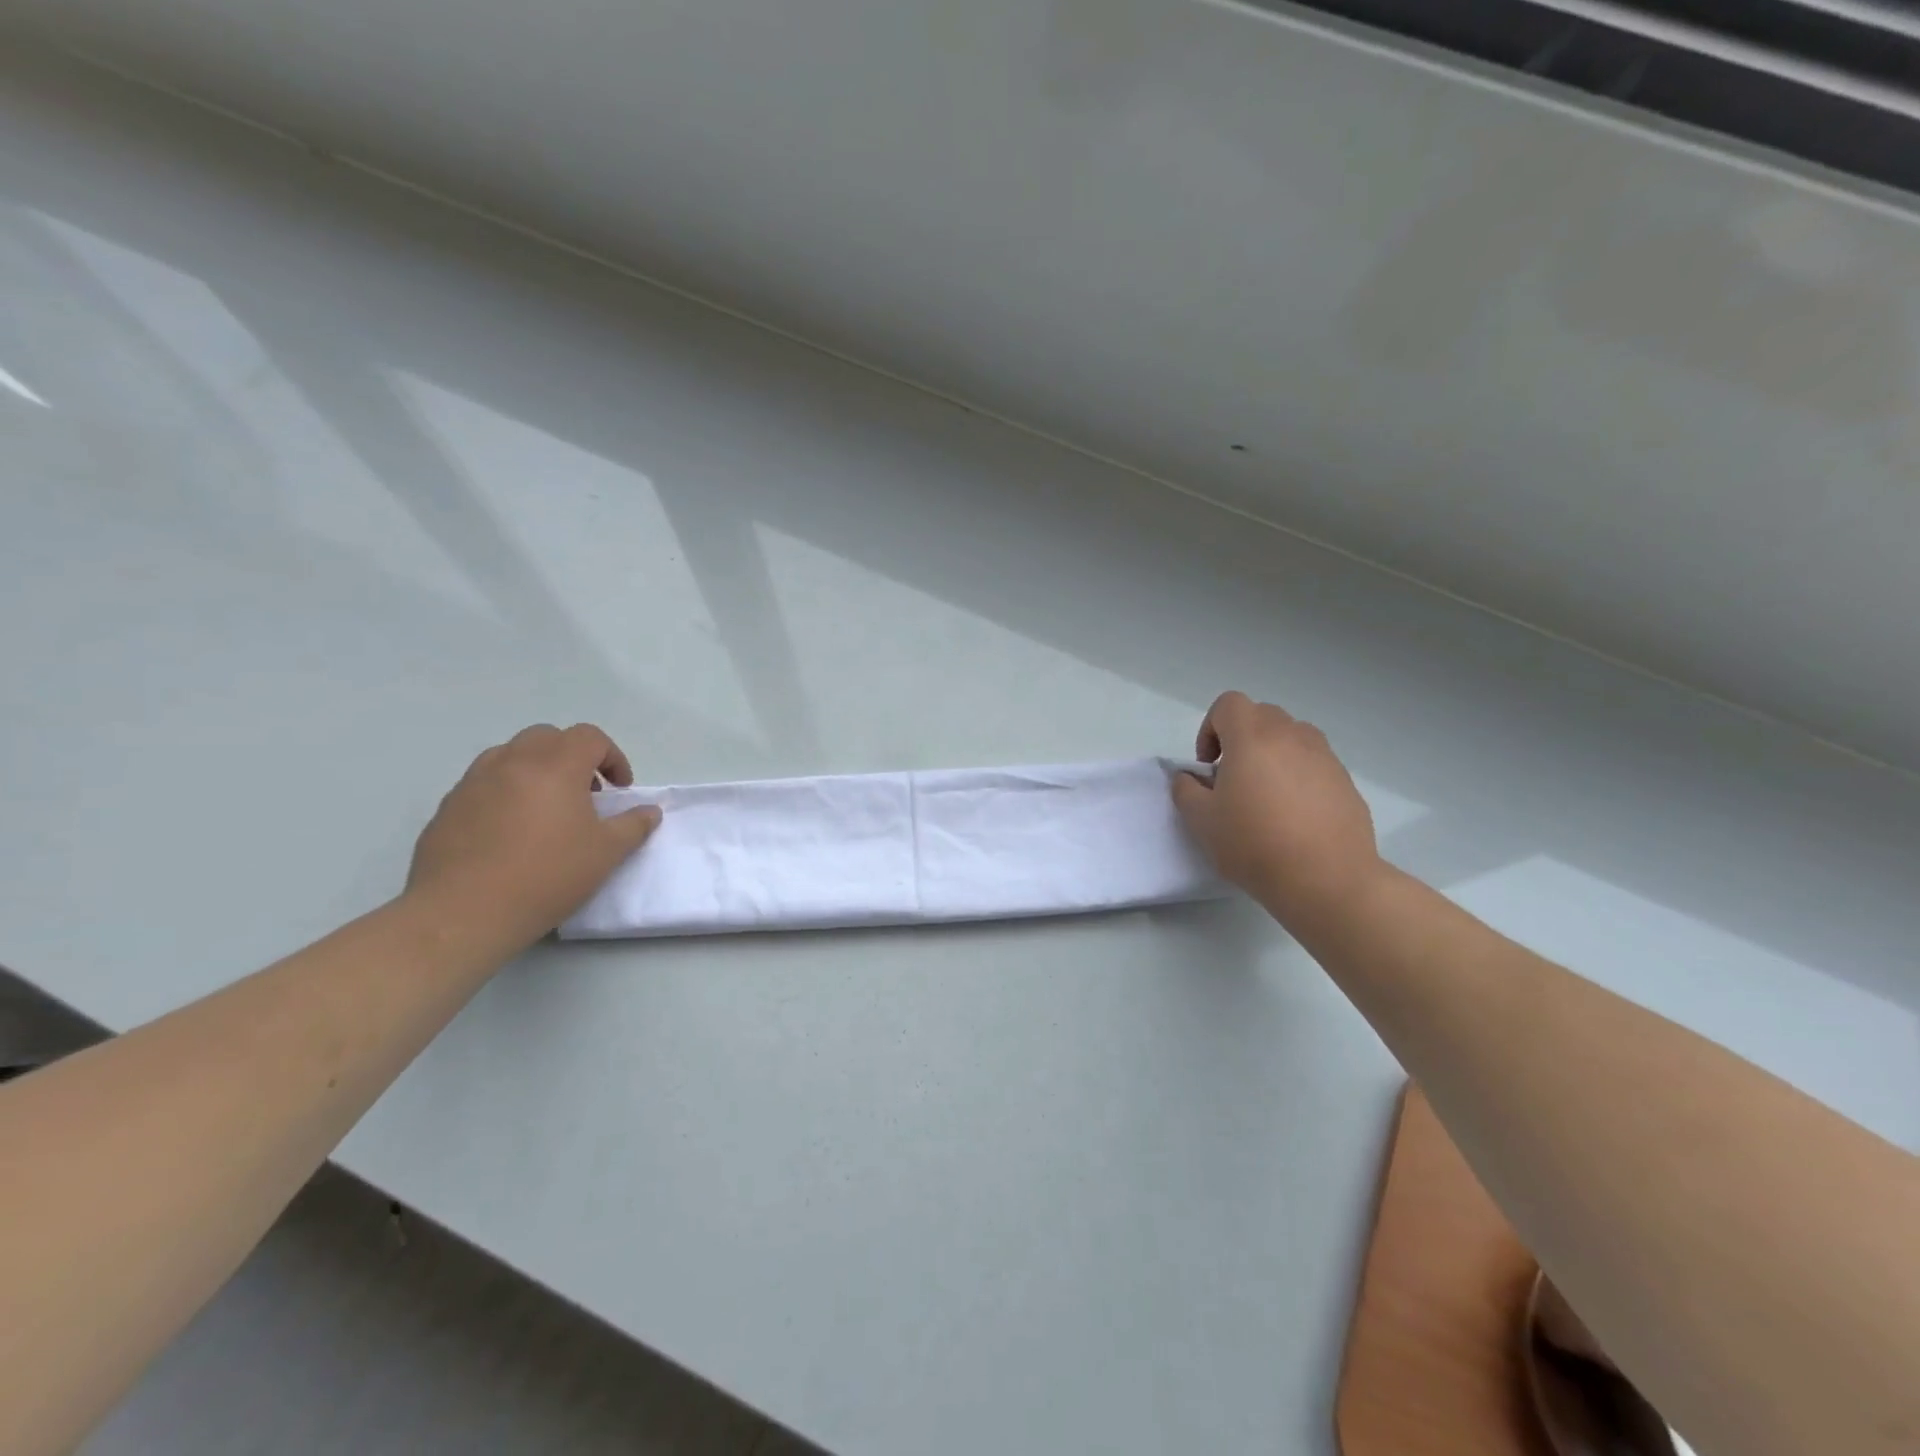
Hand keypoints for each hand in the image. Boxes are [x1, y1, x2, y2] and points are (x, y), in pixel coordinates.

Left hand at [406, 723, 660, 952]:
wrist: (463, 914)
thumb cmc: (546, 876)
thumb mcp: (606, 854)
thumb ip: (633, 825)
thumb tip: (649, 811)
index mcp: (555, 766)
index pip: (589, 737)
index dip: (612, 757)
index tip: (619, 790)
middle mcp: (512, 762)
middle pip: (548, 737)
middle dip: (573, 757)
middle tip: (584, 793)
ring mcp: (474, 782)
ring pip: (511, 754)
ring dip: (536, 769)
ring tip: (546, 808)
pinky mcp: (448, 806)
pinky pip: (484, 782)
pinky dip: (505, 791)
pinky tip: (511, 831)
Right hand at [1172, 692, 1382, 931]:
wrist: (1326, 880)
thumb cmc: (1255, 844)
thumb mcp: (1201, 821)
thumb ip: (1186, 789)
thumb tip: (1190, 777)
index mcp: (1253, 738)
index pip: (1229, 704)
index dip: (1210, 728)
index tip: (1209, 765)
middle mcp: (1292, 736)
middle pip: (1261, 716)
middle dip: (1241, 739)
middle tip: (1233, 779)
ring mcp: (1325, 757)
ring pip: (1291, 738)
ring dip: (1272, 755)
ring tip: (1266, 797)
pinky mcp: (1346, 782)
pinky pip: (1314, 764)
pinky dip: (1299, 777)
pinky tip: (1294, 818)